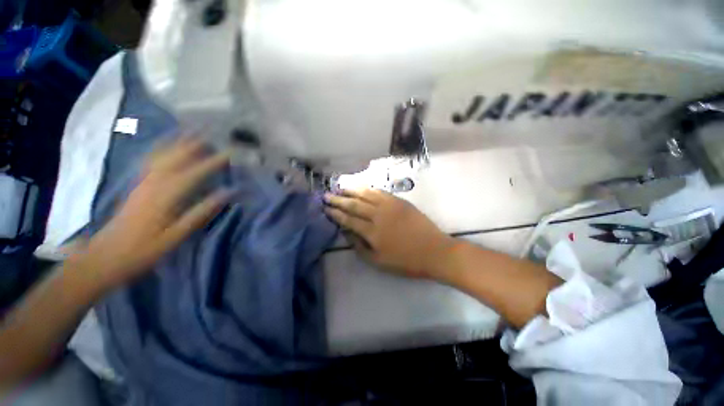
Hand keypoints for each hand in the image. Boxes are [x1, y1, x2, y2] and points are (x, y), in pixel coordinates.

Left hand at [72, 136, 231, 290]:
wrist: (107, 255)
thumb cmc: (145, 248)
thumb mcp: (177, 234)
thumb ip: (201, 212)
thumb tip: (226, 194)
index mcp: (166, 195)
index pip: (195, 173)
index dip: (213, 162)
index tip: (229, 152)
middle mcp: (154, 183)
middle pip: (175, 157)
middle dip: (194, 144)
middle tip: (211, 132)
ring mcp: (143, 182)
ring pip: (162, 155)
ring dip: (177, 142)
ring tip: (191, 131)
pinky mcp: (137, 185)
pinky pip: (150, 161)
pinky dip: (160, 149)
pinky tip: (166, 145)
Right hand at [324, 189, 454, 278]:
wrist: (434, 251)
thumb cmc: (406, 261)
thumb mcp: (379, 262)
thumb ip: (360, 247)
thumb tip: (347, 233)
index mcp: (372, 232)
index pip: (349, 219)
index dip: (336, 214)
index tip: (326, 209)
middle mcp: (378, 215)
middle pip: (354, 204)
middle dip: (338, 200)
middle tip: (327, 195)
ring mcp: (389, 206)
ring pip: (366, 194)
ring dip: (351, 190)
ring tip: (340, 187)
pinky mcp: (399, 201)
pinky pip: (380, 192)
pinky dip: (369, 189)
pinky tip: (362, 187)